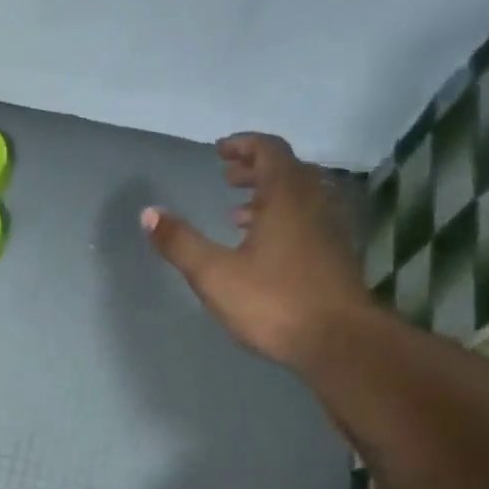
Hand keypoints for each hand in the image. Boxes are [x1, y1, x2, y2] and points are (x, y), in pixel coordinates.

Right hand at [143, 134, 370, 369]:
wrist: (340, 342)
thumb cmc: (274, 302)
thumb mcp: (214, 274)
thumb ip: (180, 242)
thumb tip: (148, 213)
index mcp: (285, 198)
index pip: (270, 151)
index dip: (244, 145)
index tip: (220, 150)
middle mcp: (314, 205)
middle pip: (288, 171)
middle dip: (255, 169)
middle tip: (227, 177)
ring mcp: (330, 232)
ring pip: (300, 199)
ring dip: (269, 197)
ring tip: (237, 213)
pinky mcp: (336, 258)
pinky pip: (308, 223)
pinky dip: (283, 221)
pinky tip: (264, 250)